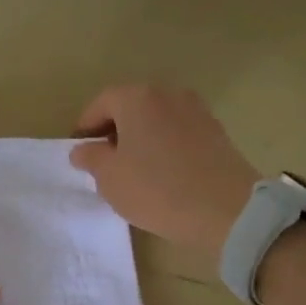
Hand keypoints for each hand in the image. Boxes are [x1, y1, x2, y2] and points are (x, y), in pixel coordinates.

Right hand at [69, 85, 259, 259]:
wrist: (225, 210)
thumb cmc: (156, 189)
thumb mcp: (109, 178)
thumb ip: (90, 158)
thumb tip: (83, 149)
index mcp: (137, 98)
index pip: (101, 104)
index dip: (85, 127)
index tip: (80, 152)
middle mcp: (168, 94)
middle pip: (131, 106)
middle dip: (114, 130)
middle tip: (104, 161)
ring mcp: (196, 110)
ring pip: (156, 119)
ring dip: (140, 138)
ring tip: (133, 170)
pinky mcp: (216, 131)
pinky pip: (178, 132)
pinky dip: (164, 146)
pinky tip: (162, 173)